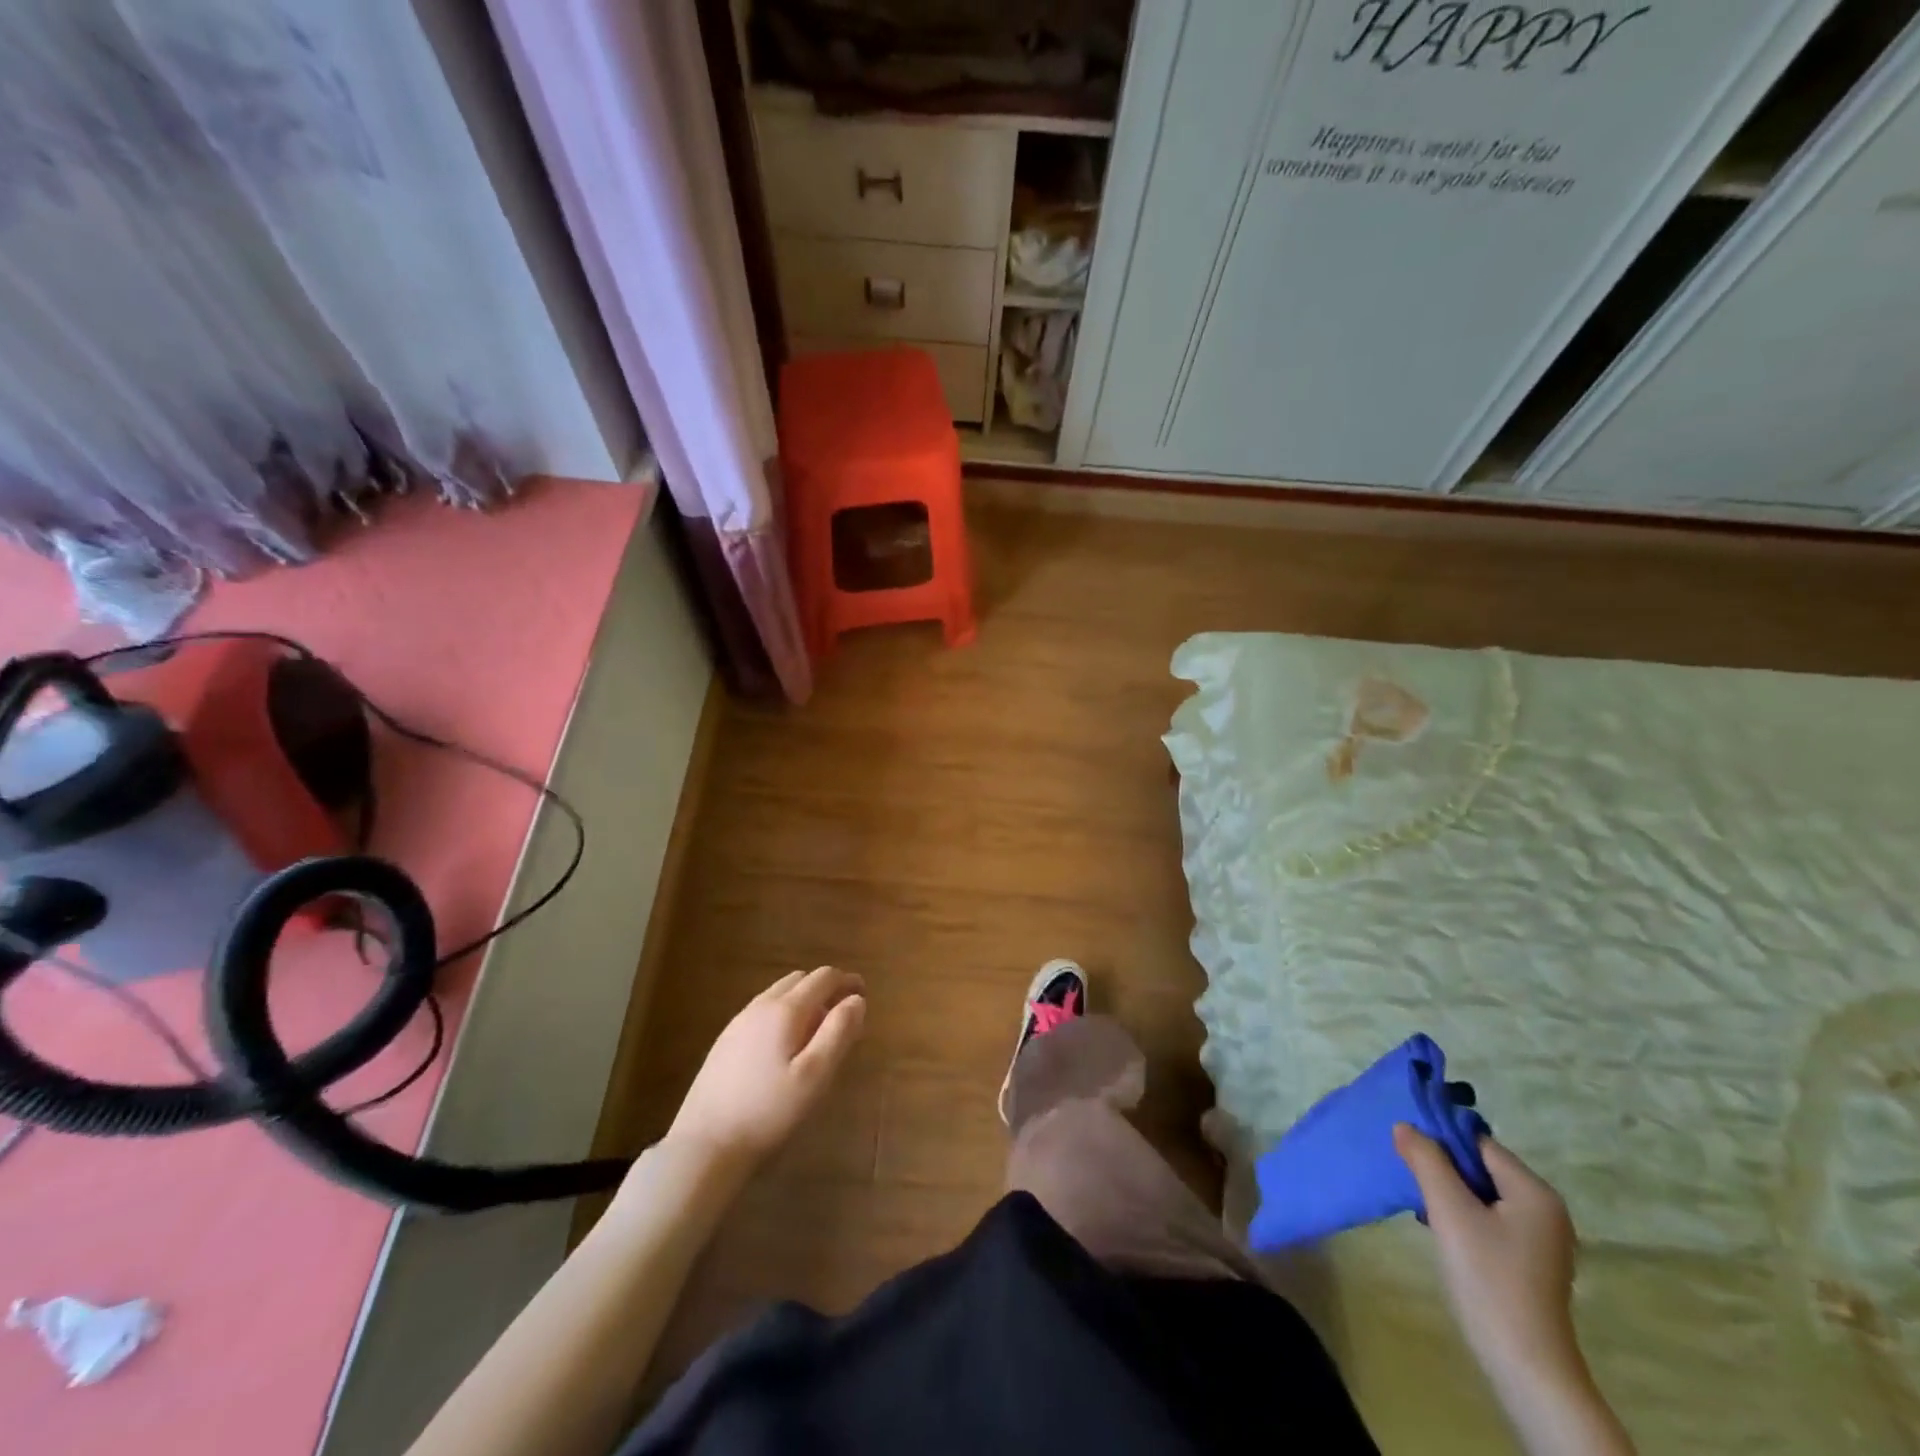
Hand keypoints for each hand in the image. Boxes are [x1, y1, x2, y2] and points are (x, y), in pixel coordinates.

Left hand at [663, 967, 865, 1171]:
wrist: (704, 1144)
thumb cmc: (768, 1111)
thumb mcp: (815, 1076)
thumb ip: (839, 1033)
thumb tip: (856, 1000)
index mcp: (786, 1009)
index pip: (823, 977)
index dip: (847, 981)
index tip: (863, 994)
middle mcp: (761, 1005)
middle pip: (800, 979)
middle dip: (825, 989)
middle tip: (842, 1018)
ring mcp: (739, 1022)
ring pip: (779, 994)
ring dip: (803, 1000)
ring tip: (816, 1034)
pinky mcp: (725, 1041)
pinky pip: (763, 1011)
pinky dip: (783, 1014)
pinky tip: (784, 1047)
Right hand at [1394, 1124, 1580, 1391]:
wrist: (1525, 1365)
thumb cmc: (1489, 1278)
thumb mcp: (1450, 1212)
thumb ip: (1426, 1161)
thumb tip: (1405, 1125)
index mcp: (1534, 1192)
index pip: (1479, 1143)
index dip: (1441, 1139)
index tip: (1406, 1146)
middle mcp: (1545, 1209)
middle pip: (1482, 1167)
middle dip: (1443, 1167)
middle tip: (1408, 1174)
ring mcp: (1540, 1238)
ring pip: (1483, 1193)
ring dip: (1450, 1192)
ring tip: (1421, 1202)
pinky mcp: (1529, 1260)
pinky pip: (1490, 1218)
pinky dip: (1464, 1215)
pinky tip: (1441, 1228)